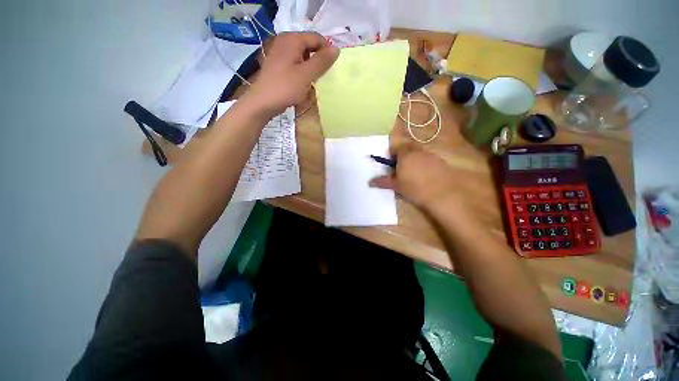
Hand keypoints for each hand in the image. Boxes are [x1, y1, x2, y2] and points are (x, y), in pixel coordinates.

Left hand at [247, 32, 338, 116]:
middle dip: (318, 61)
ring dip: (311, 68)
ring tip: (313, 82)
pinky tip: (303, 84)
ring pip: (303, 57)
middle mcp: (285, 41)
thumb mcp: (306, 74)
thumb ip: (322, 61)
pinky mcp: (278, 65)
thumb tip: (336, 49)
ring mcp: (280, 53)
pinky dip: (302, 72)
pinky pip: (295, 64)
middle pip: (309, 46)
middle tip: (322, 77)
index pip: (317, 38)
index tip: (332, 68)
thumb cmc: (285, 87)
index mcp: (292, 39)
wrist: (263, 102)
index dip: (327, 51)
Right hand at [369, 145, 462, 209]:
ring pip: (419, 154)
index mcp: (405, 154)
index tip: (390, 162)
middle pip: (408, 148)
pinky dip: (424, 164)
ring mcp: (431, 155)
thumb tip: (370, 182)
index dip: (392, 153)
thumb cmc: (414, 187)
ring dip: (414, 160)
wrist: (443, 193)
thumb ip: (383, 181)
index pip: (396, 147)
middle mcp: (418, 151)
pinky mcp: (440, 162)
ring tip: (412, 174)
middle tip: (400, 168)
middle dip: (403, 155)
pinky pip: (428, 159)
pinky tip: (424, 176)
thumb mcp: (396, 185)